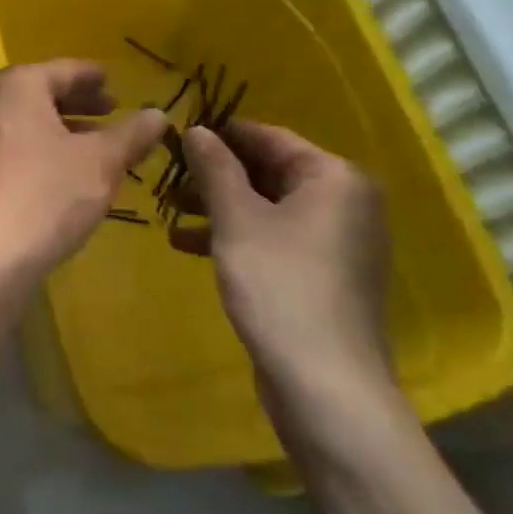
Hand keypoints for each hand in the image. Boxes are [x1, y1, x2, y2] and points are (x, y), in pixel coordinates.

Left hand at [0, 60, 165, 283]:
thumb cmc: (47, 195)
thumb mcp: (101, 162)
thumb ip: (132, 133)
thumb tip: (159, 113)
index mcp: (19, 84)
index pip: (66, 70)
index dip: (95, 77)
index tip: (118, 85)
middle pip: (44, 91)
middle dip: (81, 102)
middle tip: (113, 111)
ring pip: (31, 118)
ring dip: (65, 126)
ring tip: (100, 144)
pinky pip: (18, 141)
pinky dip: (45, 145)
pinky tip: (70, 169)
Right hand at [171, 121, 394, 412]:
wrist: (324, 384)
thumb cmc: (279, 285)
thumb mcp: (237, 219)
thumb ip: (215, 167)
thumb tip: (197, 129)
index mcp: (334, 178)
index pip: (269, 137)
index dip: (220, 135)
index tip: (175, 136)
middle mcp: (345, 202)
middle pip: (269, 172)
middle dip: (215, 176)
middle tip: (168, 179)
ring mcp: (337, 242)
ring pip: (268, 207)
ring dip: (219, 208)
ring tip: (171, 215)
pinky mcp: (324, 275)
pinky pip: (275, 238)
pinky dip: (237, 237)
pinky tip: (189, 246)